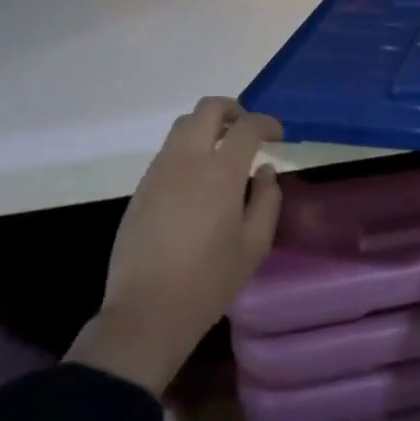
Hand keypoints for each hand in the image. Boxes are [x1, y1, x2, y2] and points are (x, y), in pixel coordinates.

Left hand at [67, 98, 282, 394]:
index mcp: (219, 172)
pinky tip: (199, 179)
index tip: (277, 134)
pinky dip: (188, 148)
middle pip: (207, 109)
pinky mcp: (142, 187)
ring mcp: (158, 171)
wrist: (147, 310)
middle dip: (233, 110)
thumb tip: (264, 171)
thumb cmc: (209, 281)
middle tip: (248, 131)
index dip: (266, 123)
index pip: (246, 126)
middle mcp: (186, 160)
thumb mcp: (254, 246)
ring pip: (183, 126)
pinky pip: (168, 151)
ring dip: (207, 127)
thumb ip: (266, 201)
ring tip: (224, 151)